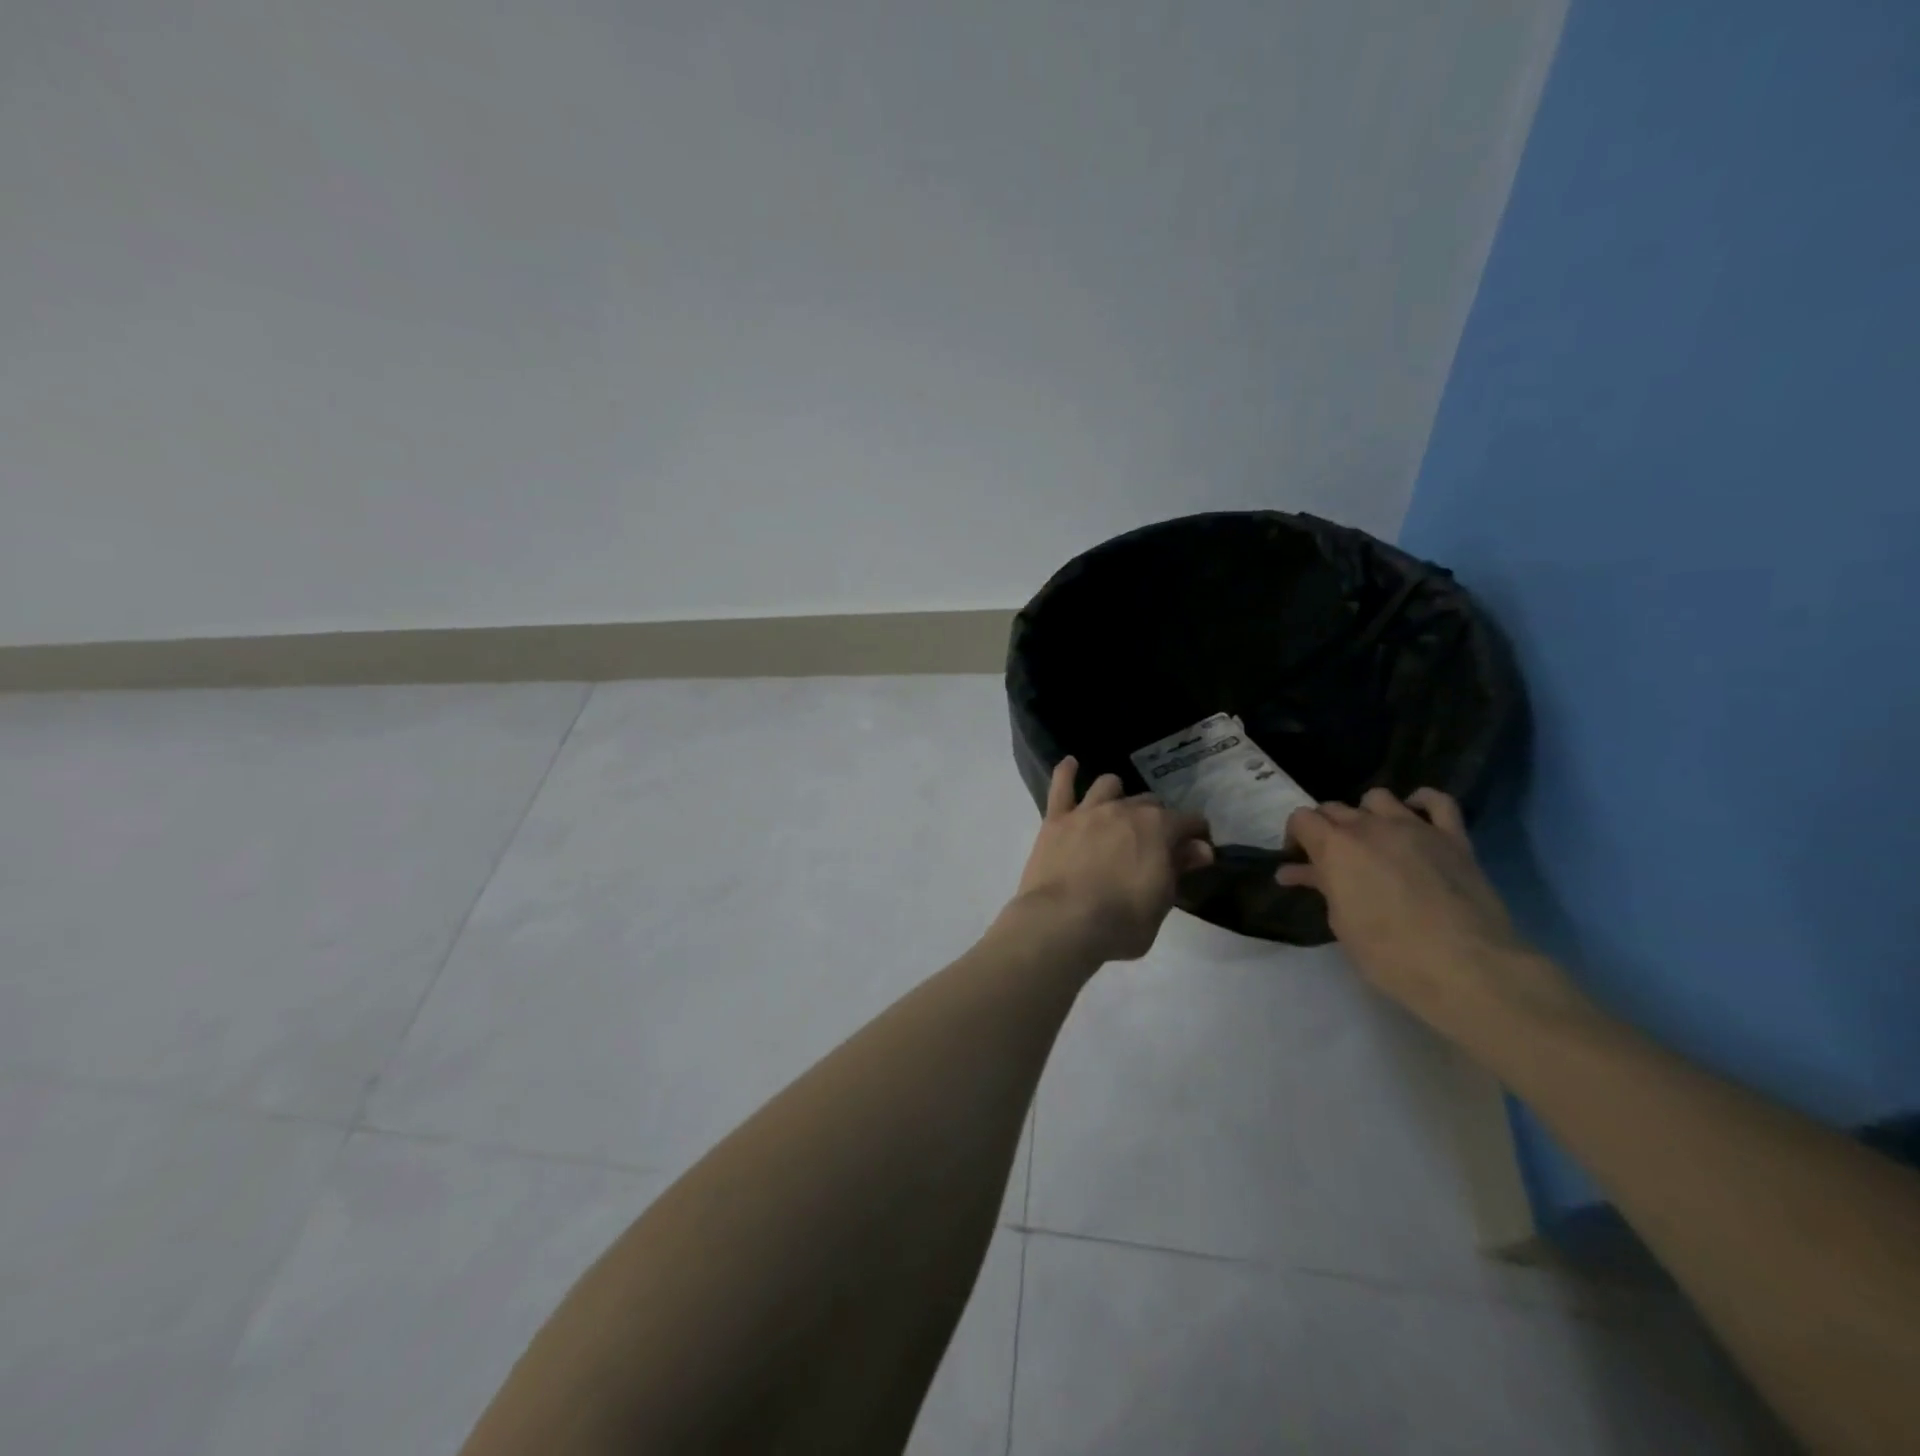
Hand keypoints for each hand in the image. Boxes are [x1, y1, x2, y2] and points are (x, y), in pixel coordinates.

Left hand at [1011, 757, 1214, 963]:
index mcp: (1157, 828)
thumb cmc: (1121, 922)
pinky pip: (1060, 786)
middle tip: (1154, 843)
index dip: (1196, 835)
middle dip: (1157, 819)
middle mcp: (1124, 809)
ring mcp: (1088, 811)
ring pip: (1108, 785)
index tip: (1197, 851)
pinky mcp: (1056, 819)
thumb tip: (1200, 848)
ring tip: (1117, 811)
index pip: (1189, 821)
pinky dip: (1066, 772)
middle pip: (1149, 802)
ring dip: (1118, 795)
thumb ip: (1179, 869)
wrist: (1062, 922)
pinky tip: (1071, 765)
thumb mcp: (1162, 902)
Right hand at [1280, 788, 1583, 1039]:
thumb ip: (1323, 887)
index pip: (1301, 819)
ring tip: (1371, 840)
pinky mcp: (1453, 837)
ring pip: (1378, 798)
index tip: (1299, 862)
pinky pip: (1437, 802)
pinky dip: (1422, 803)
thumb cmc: (1389, 954)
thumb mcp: (1341, 923)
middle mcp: (1370, 826)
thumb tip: (1298, 872)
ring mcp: (1415, 827)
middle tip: (1331, 860)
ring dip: (1366, 814)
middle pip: (1335, 808)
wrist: (1467, 967)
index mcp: (1335, 847)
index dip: (1295, 838)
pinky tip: (1415, 817)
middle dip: (1326, 829)